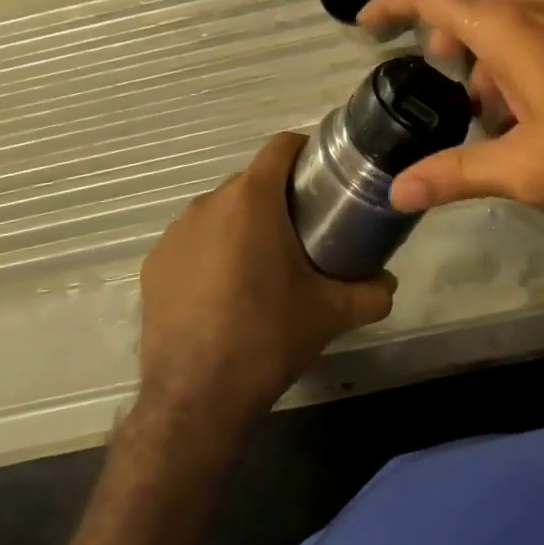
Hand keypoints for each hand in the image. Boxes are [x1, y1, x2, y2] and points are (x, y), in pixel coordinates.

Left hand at [138, 133, 394, 429]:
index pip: (282, 146)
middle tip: (303, 232)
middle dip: (278, 197)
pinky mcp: (154, 264)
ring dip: (243, 224)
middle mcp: (209, 203)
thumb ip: (372, 292)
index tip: (323, 178)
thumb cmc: (268, 338)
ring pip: (220, 210)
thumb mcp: (333, 313)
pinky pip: (192, 241)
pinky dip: (211, 252)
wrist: (197, 398)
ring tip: (262, 266)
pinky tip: (223, 292)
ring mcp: (175, 233)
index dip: (306, 152)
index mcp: (253, 200)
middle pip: (252, 180)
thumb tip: (388, 284)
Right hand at [357, 0, 543, 215]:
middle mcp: (537, 10)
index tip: (366, 24)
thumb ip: (457, 174)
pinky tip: (530, 112)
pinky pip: (539, 29)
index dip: (391, 2)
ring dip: (485, 48)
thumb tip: (398, 192)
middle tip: (439, 72)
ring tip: (488, 111)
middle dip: (446, 26)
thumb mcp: (525, 168)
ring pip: (508, 12)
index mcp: (509, 29)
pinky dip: (516, 55)